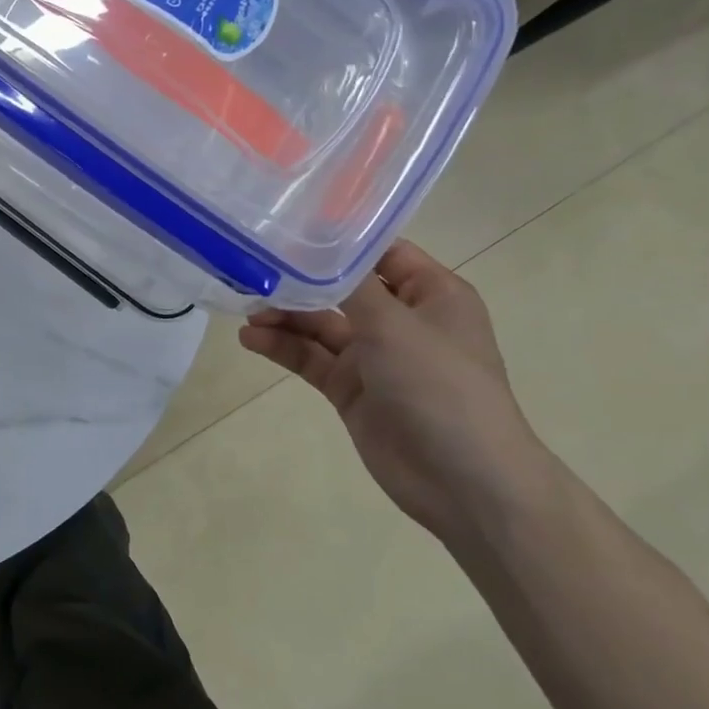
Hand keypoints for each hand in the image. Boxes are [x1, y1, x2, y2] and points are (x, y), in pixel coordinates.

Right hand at [239, 241, 558, 539]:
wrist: (463, 482)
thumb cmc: (440, 387)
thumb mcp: (395, 325)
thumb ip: (349, 286)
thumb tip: (315, 252)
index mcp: (431, 294)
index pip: (380, 252)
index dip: (338, 239)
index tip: (289, 226)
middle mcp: (402, 319)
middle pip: (342, 288)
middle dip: (300, 280)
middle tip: (253, 270)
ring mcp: (375, 357)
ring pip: (320, 325)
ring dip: (285, 316)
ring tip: (245, 310)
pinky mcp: (351, 389)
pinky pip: (311, 359)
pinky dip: (282, 347)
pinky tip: (251, 339)